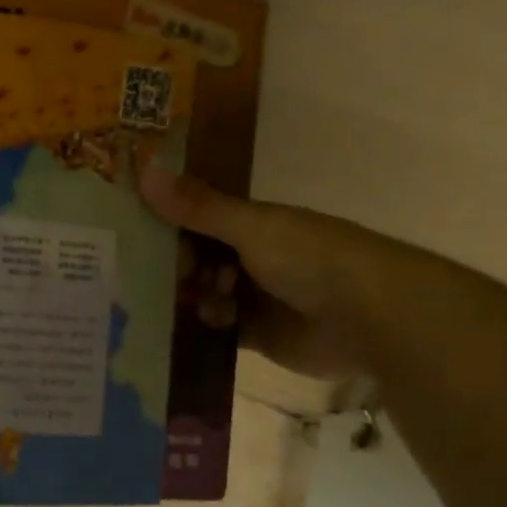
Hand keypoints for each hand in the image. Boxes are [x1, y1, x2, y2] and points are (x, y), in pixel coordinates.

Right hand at [139, 163, 404, 379]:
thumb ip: (197, 207)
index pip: (197, 221)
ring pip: (203, 297)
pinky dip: (202, 329)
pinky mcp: (257, 337)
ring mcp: (254, 299)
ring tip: (188, 305)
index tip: (134, 236)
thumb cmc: (312, 259)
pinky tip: (190, 329)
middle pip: (196, 263)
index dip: (167, 227)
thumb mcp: (250, 227)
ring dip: (190, 301)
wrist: (372, 318)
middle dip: (175, 270)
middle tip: (153, 278)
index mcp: (253, 226)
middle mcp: (251, 259)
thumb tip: (143, 170)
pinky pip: (216, 331)